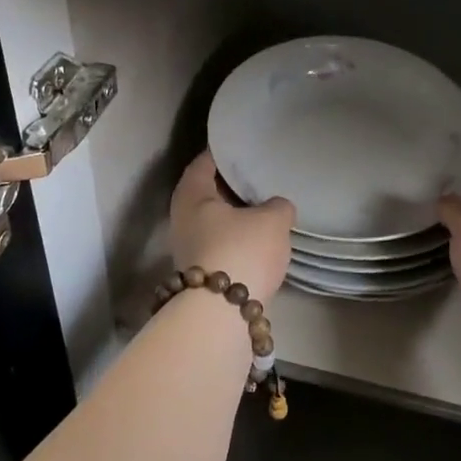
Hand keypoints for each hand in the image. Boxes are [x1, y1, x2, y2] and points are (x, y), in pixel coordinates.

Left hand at [169, 151, 294, 301]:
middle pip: (207, 193)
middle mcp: (182, 219)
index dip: (222, 152)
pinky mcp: (201, 274)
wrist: (222, 314)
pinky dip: (237, 238)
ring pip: (214, 222)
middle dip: (231, 186)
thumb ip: (278, 205)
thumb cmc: (242, 251)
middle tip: (258, 175)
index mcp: (191, 195)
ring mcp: (188, 249)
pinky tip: (260, 239)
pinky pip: (221, 244)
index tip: (240, 145)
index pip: (203, 162)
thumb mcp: (272, 220)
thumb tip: (277, 206)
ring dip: (235, 215)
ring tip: (265, 207)